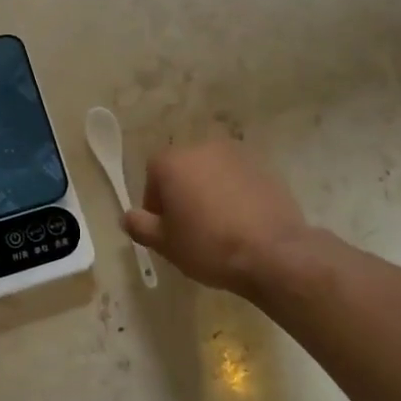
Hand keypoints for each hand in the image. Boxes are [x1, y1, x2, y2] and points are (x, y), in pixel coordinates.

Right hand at [125, 139, 307, 298]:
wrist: (272, 252)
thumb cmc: (208, 245)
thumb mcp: (164, 243)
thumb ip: (140, 226)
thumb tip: (127, 216)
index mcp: (172, 162)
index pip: (152, 176)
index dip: (156, 204)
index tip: (166, 229)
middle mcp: (202, 148)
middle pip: (183, 170)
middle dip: (182, 194)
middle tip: (190, 228)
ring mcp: (236, 155)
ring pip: (212, 173)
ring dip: (209, 192)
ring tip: (218, 226)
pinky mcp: (263, 167)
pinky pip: (238, 179)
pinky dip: (235, 194)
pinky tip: (242, 222)